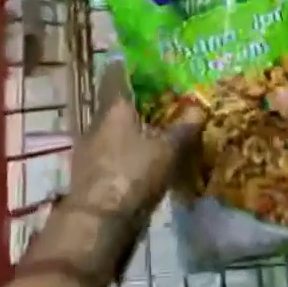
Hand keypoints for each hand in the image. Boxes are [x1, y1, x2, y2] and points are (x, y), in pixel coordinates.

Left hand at [26, 63, 202, 282]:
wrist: (96, 225)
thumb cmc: (132, 175)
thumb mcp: (166, 151)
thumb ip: (183, 128)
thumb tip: (199, 107)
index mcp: (113, 108)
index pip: (115, 74)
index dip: (127, 65)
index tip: (143, 61)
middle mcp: (96, 123)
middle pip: (114, 103)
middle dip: (134, 100)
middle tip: (159, 96)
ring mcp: (88, 150)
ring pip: (111, 129)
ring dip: (128, 128)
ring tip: (153, 128)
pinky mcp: (89, 175)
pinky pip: (109, 152)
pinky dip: (124, 151)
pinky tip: (140, 159)